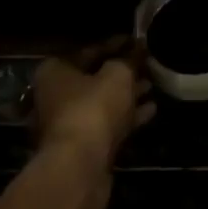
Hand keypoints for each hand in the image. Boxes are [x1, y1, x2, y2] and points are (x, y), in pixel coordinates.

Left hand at [31, 40, 154, 175]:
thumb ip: (128, 61)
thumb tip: (137, 50)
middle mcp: (56, 95)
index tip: (137, 42)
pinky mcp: (82, 147)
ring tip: (152, 85)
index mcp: (55, 71)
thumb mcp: (117, 75)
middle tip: (147, 65)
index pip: (90, 51)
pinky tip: (151, 110)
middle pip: (94, 78)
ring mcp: (68, 123)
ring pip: (102, 103)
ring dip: (127, 95)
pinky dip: (127, 117)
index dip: (116, 44)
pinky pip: (108, 124)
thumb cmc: (93, 109)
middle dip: (122, 72)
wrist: (80, 167)